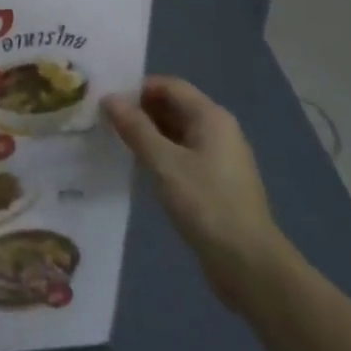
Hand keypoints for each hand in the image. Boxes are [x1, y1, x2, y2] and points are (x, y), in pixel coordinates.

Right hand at [102, 75, 290, 312]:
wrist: (249, 264)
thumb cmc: (206, 204)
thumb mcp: (163, 162)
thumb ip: (135, 127)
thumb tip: (109, 98)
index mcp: (211, 117)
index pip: (168, 85)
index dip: (136, 88)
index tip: (105, 101)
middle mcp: (218, 130)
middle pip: (172, 106)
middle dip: (138, 110)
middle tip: (102, 120)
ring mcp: (218, 157)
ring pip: (175, 132)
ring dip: (146, 133)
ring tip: (112, 141)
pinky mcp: (214, 182)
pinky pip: (180, 154)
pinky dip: (158, 154)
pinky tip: (136, 166)